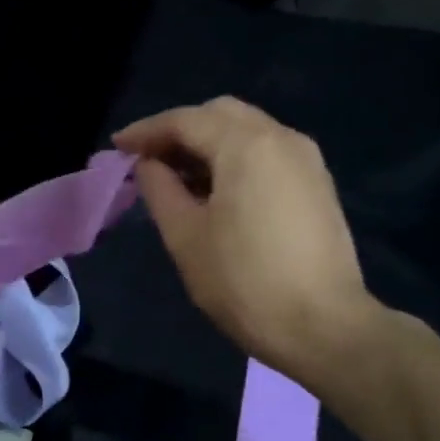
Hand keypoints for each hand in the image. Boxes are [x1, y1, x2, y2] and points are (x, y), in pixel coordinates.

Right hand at [114, 98, 385, 389]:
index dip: (146, 131)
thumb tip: (148, 165)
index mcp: (246, 145)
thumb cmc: (243, 281)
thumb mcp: (185, 237)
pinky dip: (233, 159)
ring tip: (176, 178)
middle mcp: (282, 138)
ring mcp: (306, 160)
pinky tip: (214, 191)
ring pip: (247, 131)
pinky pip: (266, 153)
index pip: (185, 120)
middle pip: (220, 114)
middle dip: (179, 131)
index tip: (117, 147)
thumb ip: (159, 190)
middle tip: (147, 160)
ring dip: (207, 144)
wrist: (322, 325)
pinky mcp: (317, 185)